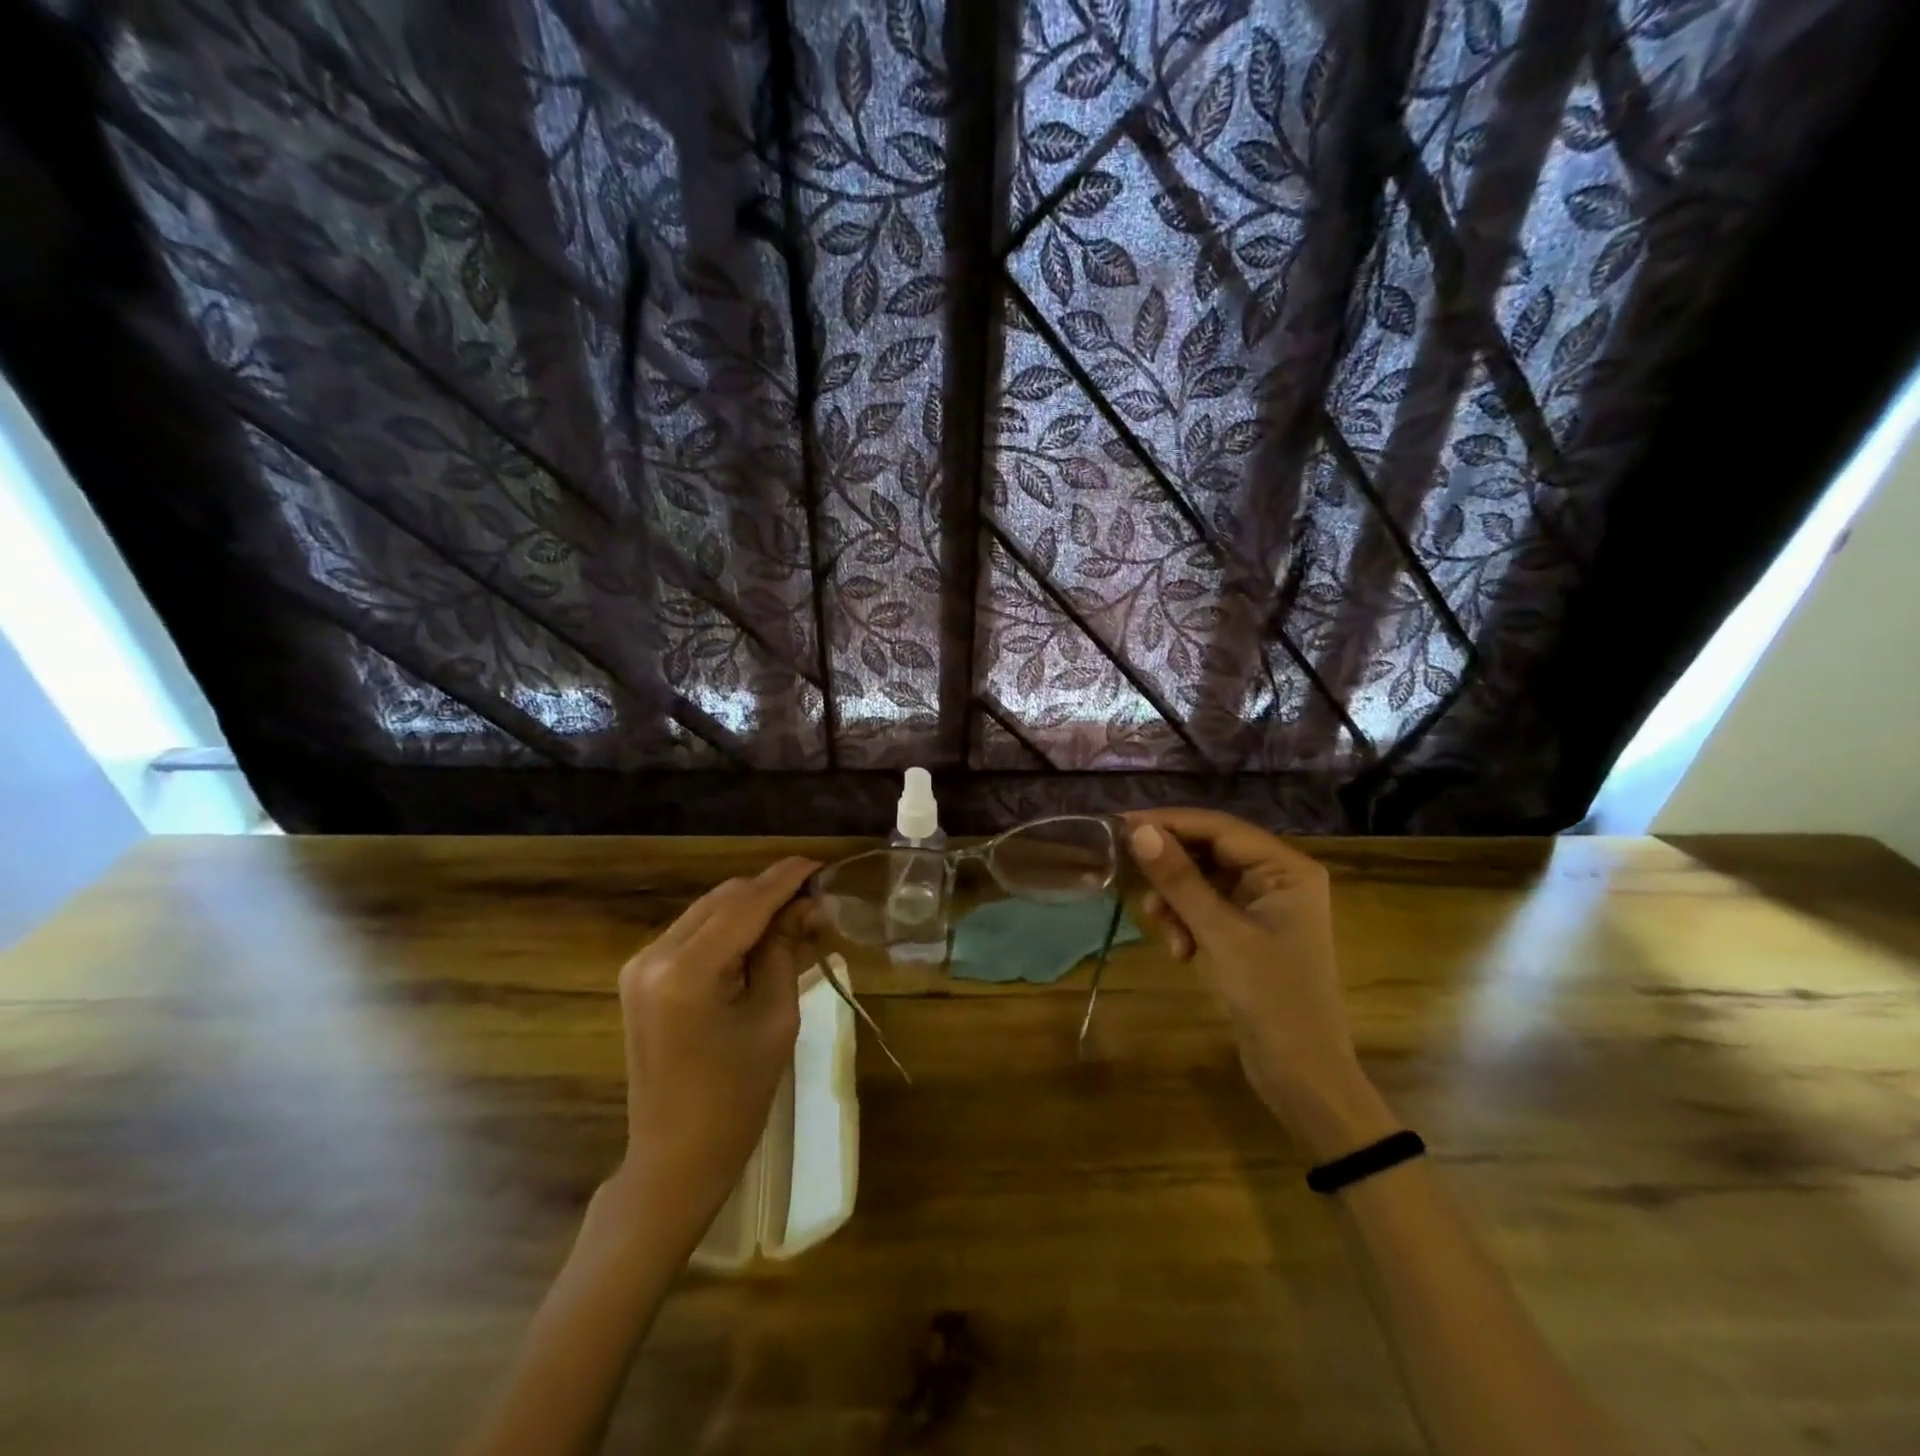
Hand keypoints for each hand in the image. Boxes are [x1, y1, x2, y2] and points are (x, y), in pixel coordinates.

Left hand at [610, 857, 820, 1245]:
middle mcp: (654, 954)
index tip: (821, 864)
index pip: (746, 903)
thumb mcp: (775, 1017)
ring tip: (794, 916)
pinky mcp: (641, 976)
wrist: (675, 1155)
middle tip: (816, 901)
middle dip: (770, 892)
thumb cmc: (737, 1095)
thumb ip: (786, 949)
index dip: (787, 879)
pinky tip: (759, 937)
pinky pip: (693, 932)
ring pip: (708, 910)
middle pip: (724, 898)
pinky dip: (729, 927)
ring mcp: (641, 964)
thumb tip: (808, 904)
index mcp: (687, 969)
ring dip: (750, 907)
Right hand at [1125, 809, 1393, 1160]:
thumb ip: (1179, 880)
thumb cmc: (1272, 997)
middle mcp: (1278, 877)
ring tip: (1163, 931)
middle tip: (1130, 876)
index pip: (1219, 828)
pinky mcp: (1249, 931)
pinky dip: (1187, 923)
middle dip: (1173, 871)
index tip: (1121, 825)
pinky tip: (1181, 952)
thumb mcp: (1220, 934)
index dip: (1170, 823)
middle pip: (1210, 852)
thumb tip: (1138, 832)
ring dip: (1177, 902)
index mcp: (1287, 868)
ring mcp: (1264, 906)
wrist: (1303, 1074)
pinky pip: (1207, 908)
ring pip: (1203, 882)